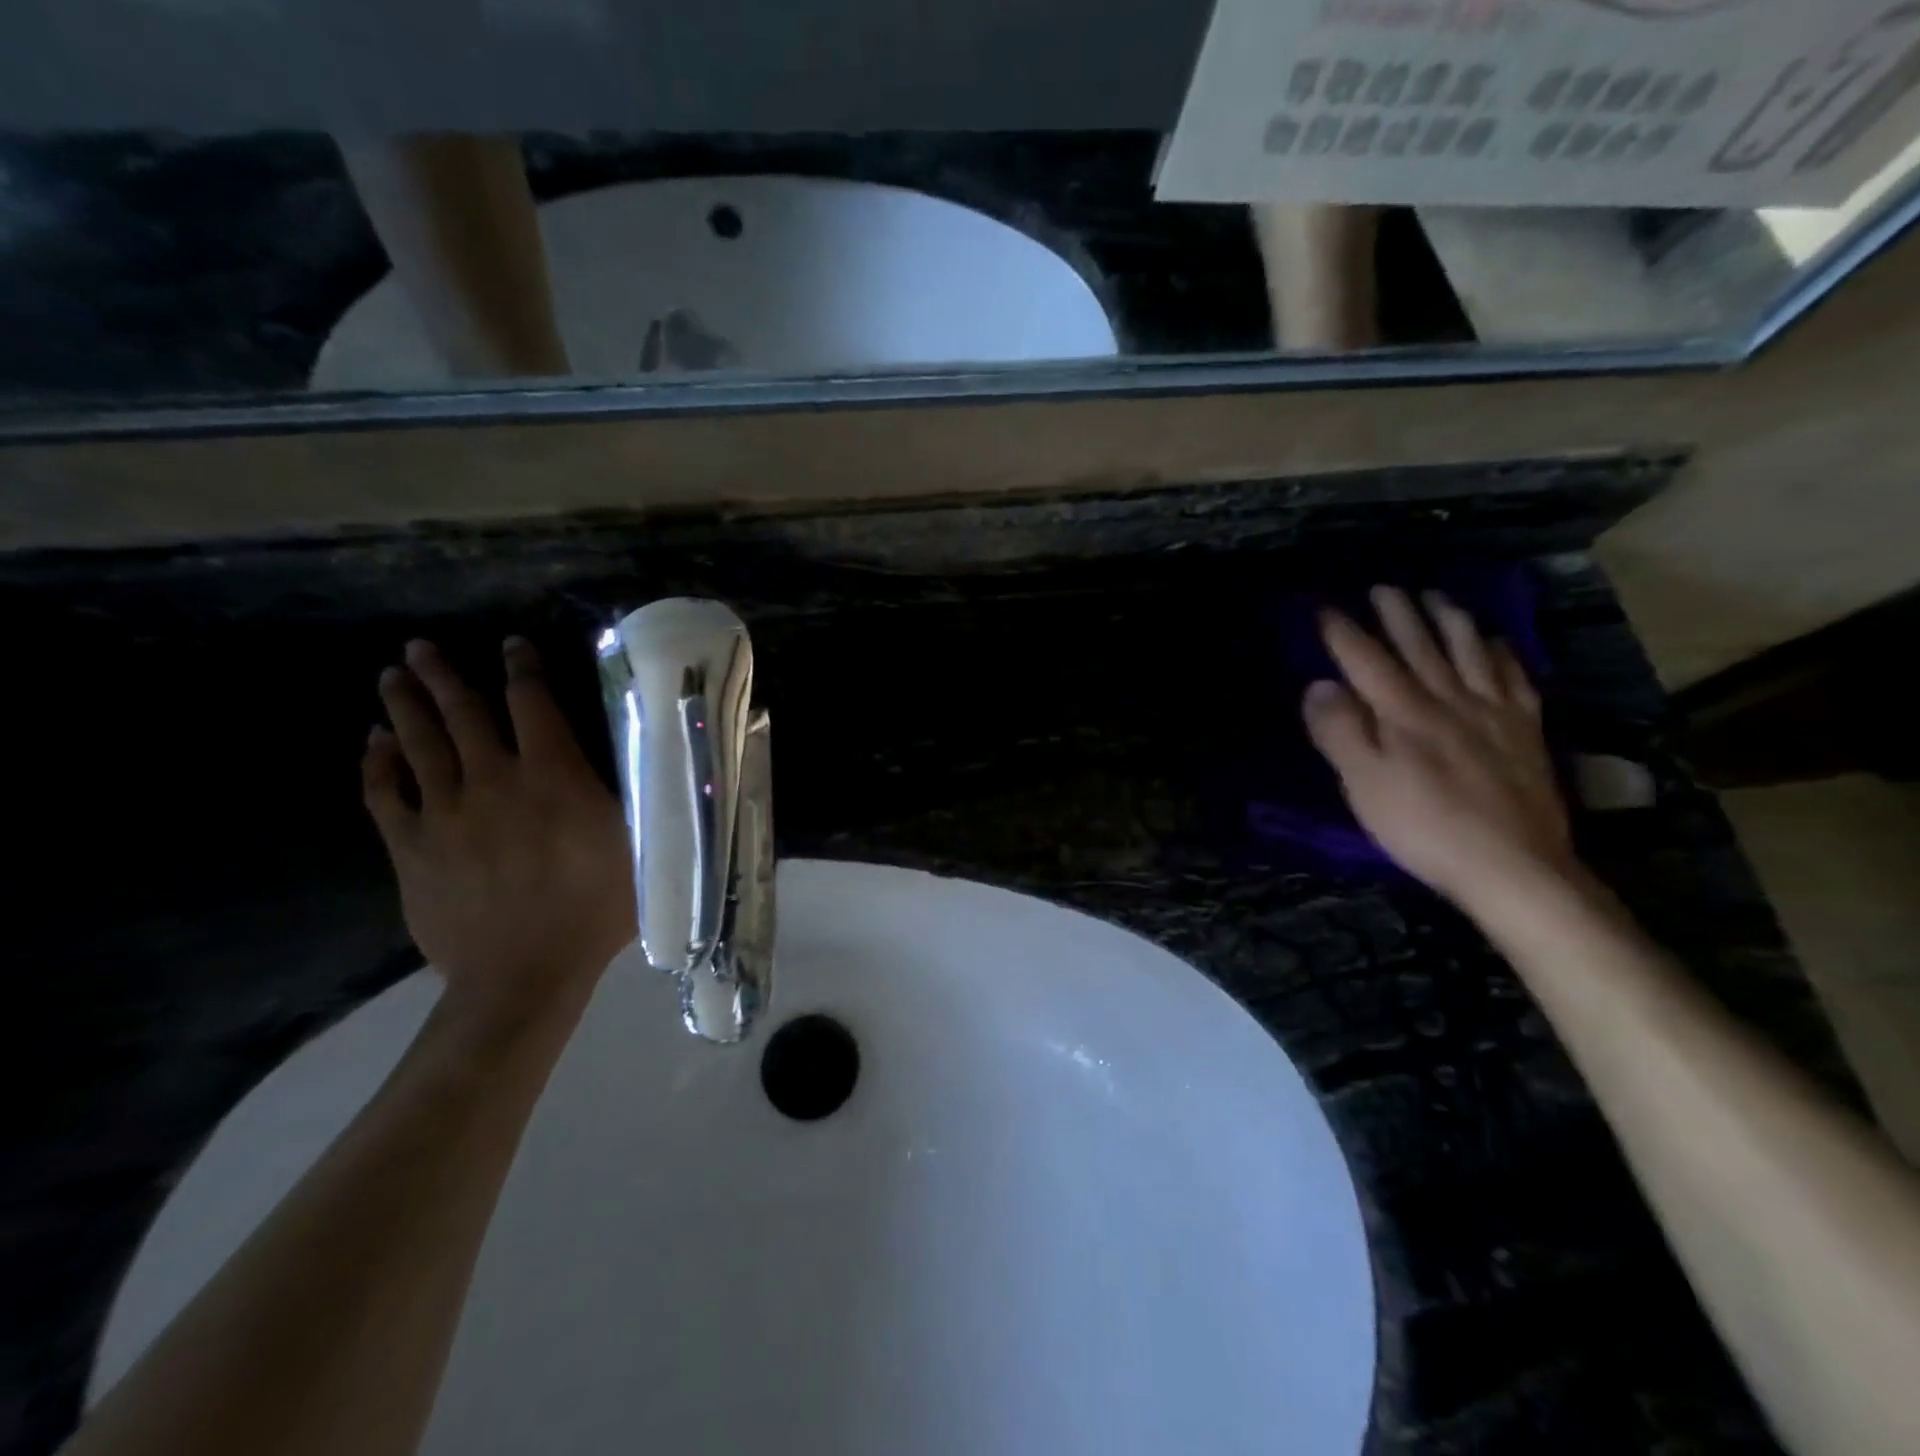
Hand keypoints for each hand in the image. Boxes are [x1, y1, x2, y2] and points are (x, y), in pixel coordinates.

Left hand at [364, 638, 633, 1026]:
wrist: (524, 973)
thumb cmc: (596, 908)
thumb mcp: (638, 845)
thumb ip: (634, 796)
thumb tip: (644, 755)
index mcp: (554, 775)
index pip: (533, 704)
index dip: (523, 669)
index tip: (512, 644)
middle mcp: (495, 779)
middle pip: (462, 713)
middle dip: (443, 674)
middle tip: (420, 646)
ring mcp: (446, 811)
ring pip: (419, 743)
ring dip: (406, 705)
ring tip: (393, 675)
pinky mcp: (412, 846)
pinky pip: (385, 793)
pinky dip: (378, 763)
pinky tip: (374, 743)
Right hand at [1303, 586, 1577, 912]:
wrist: (1513, 865)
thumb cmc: (1423, 828)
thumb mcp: (1363, 785)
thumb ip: (1339, 732)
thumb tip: (1319, 685)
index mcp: (1402, 713)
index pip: (1366, 660)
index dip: (1343, 632)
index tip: (1323, 607)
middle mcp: (1448, 700)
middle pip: (1419, 646)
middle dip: (1397, 614)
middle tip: (1383, 587)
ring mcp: (1493, 713)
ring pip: (1468, 652)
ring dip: (1448, 620)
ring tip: (1435, 597)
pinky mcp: (1525, 732)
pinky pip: (1514, 678)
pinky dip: (1500, 653)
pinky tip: (1494, 643)